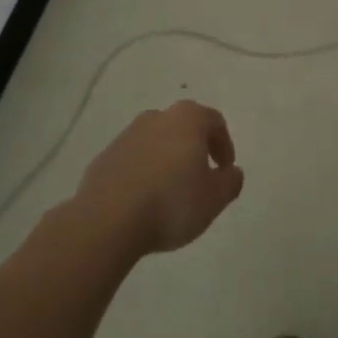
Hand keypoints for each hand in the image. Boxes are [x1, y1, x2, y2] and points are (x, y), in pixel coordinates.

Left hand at [72, 100, 245, 255]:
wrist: (108, 220)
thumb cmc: (171, 203)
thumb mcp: (214, 198)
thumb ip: (230, 182)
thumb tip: (232, 172)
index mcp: (187, 119)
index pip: (214, 122)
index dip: (224, 145)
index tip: (225, 170)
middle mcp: (157, 117)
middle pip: (184, 127)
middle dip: (195, 149)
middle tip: (200, 178)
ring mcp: (127, 135)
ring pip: (157, 142)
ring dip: (167, 160)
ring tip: (170, 192)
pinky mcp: (105, 157)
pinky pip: (133, 160)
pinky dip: (143, 172)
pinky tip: (144, 199)